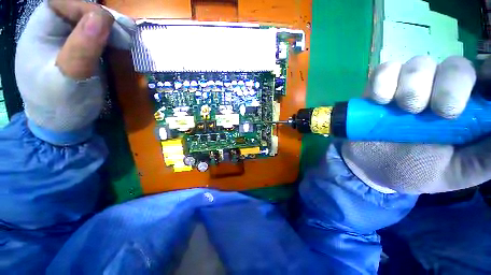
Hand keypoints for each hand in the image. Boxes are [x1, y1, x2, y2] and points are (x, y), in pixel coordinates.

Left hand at [15, 0, 134, 142]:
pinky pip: (99, 38)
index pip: (61, 4)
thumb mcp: (68, 79)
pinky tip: (125, 44)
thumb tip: (102, 18)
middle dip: (103, 18)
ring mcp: (69, 43)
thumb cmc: (60, 106)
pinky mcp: (83, 53)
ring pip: (91, 23)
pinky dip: (114, 39)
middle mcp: (53, 32)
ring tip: (129, 38)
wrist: (66, 126)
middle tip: (126, 32)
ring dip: (112, 28)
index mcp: (39, 33)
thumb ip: (81, 48)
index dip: (85, 8)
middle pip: (78, 10)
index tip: (109, 25)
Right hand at [342, 56, 490, 193]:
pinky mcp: (381, 86)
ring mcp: (409, 85)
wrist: (372, 166)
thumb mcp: (458, 172)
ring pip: (419, 63)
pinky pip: (384, 69)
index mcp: (467, 109)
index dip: (490, 75)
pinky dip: (383, 82)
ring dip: (413, 87)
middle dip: (450, 88)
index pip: (487, 76)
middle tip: (439, 114)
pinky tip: (381, 100)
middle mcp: (441, 89)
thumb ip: (487, 157)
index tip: (485, 90)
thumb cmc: (416, 170)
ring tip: (405, 110)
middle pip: (456, 65)